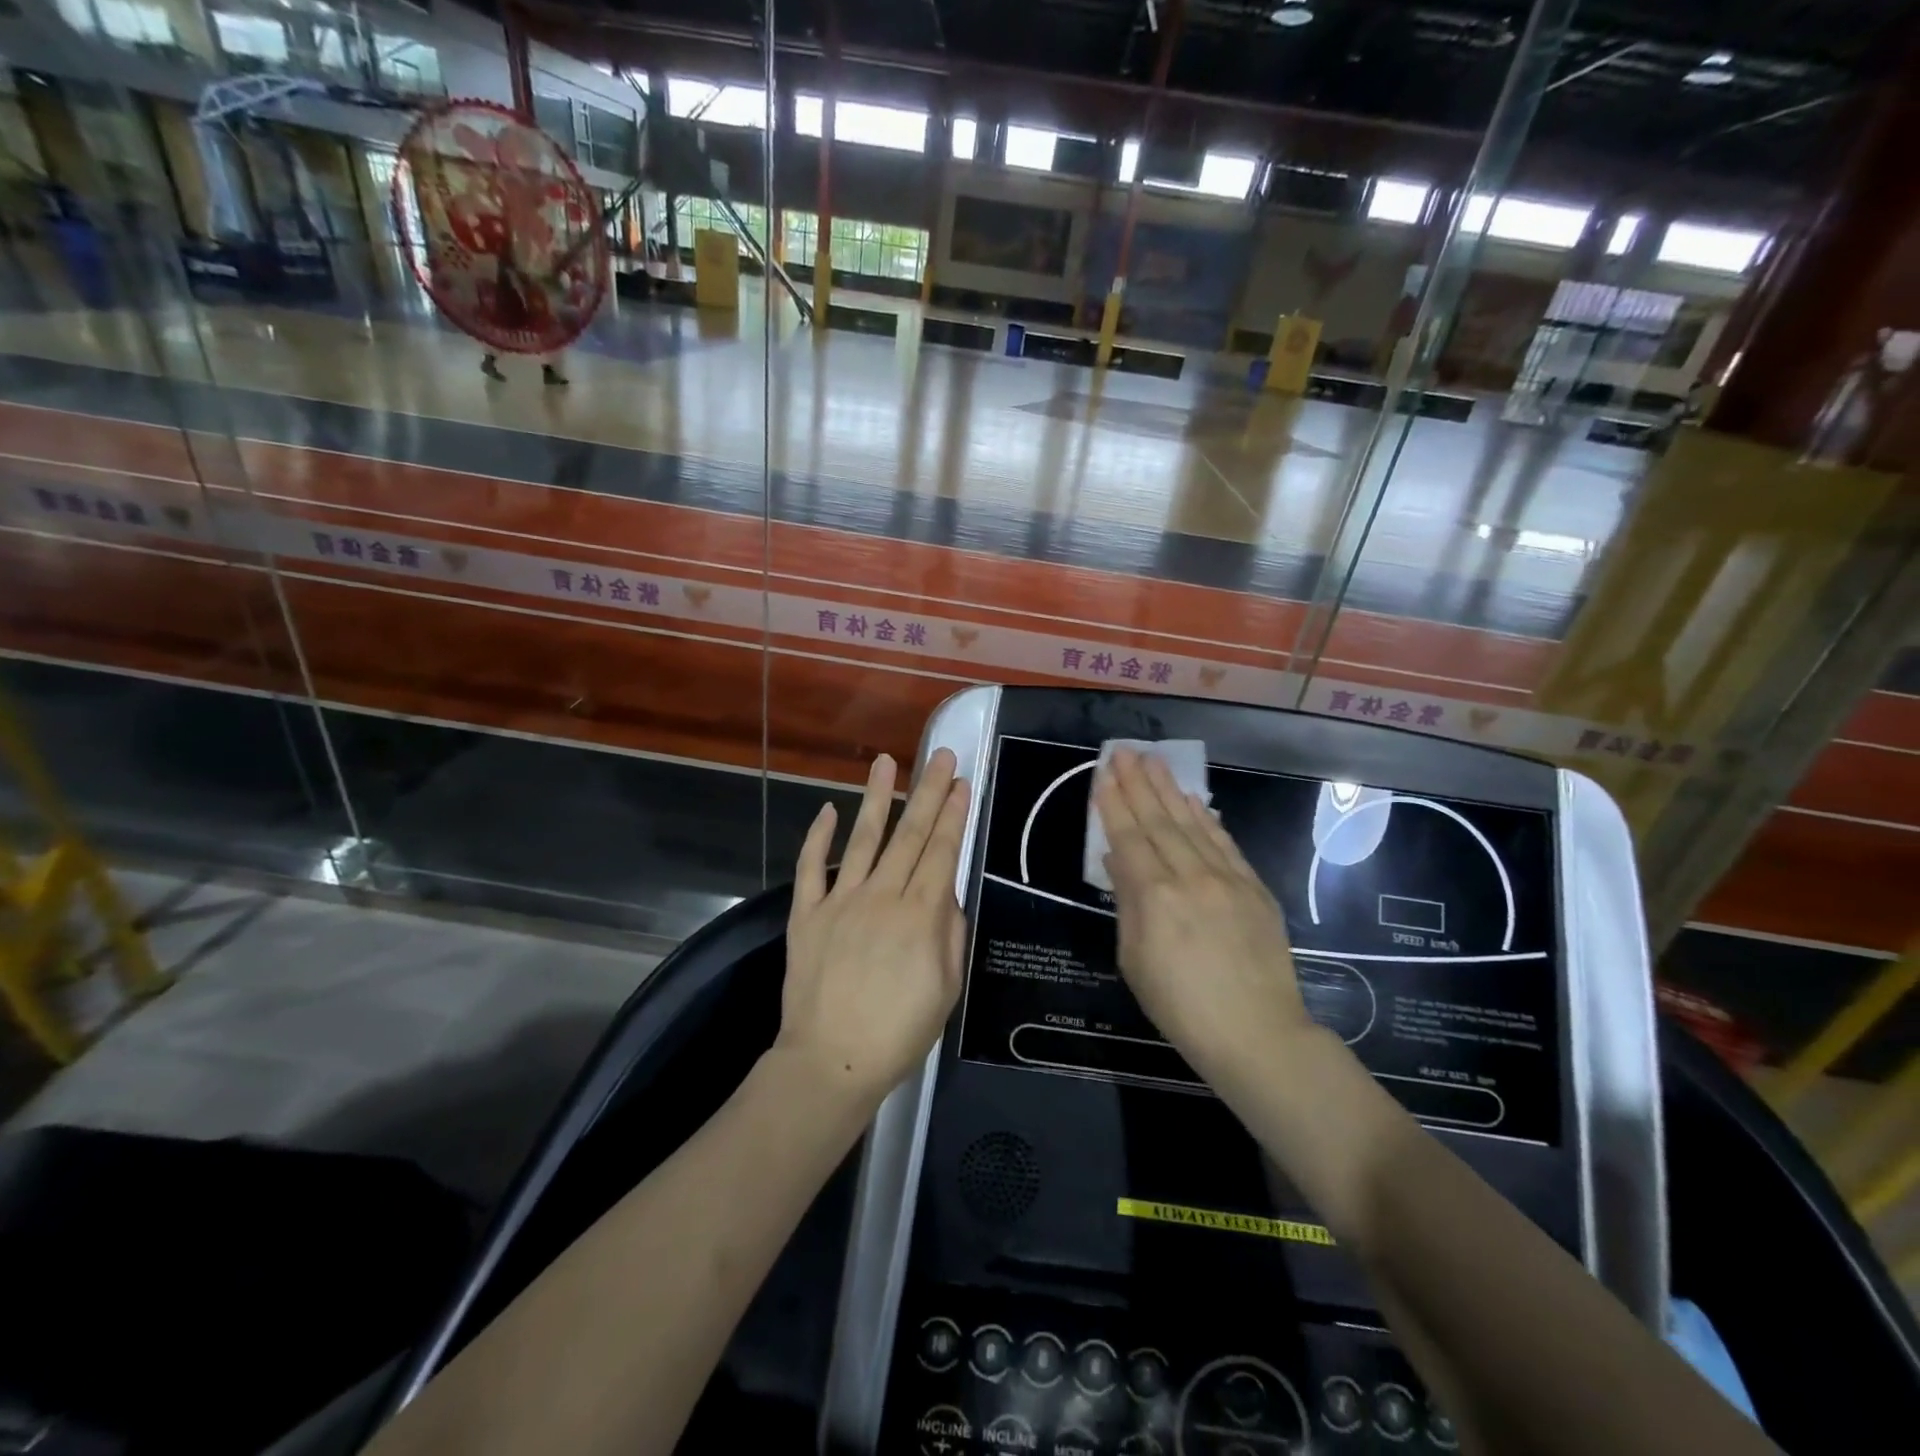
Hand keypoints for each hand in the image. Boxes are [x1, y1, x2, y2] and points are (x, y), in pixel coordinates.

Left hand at [778, 749, 971, 1107]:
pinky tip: (827, 810)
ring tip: (886, 763)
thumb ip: (950, 934)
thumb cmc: (899, 1032)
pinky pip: (811, 868)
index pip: (941, 851)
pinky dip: (818, 838)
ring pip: (863, 839)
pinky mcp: (806, 914)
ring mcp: (840, 901)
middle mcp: (882, 896)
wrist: (831, 1061)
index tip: (962, 783)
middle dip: (928, 792)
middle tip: (941, 757)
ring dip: (877, 798)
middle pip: (910, 835)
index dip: (953, 815)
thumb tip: (947, 894)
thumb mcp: (947, 988)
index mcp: (920, 915)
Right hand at [1094, 747, 1310, 1078]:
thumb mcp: (1135, 960)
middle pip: (1159, 821)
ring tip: (1153, 761)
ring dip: (1169, 790)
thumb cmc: (1180, 1006)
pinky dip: (1206, 818)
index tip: (1103, 774)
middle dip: (1138, 784)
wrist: (1256, 1033)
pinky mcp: (1254, 888)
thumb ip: (1127, 903)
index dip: (1113, 804)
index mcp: (1154, 896)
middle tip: (1124, 751)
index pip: (1128, 837)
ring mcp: (1226, 879)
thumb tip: (1119, 861)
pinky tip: (1193, 800)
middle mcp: (1190, 876)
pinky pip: (1225, 843)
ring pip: (1192, 824)